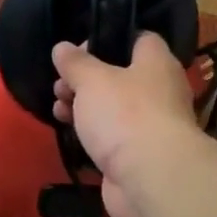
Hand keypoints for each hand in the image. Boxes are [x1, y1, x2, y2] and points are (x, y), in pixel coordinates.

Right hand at [51, 33, 199, 216]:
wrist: (150, 178)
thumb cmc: (124, 115)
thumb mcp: (92, 80)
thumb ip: (75, 63)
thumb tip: (62, 47)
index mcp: (156, 63)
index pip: (140, 39)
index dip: (109, 39)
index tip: (79, 48)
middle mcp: (159, 91)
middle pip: (120, 75)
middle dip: (86, 79)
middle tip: (60, 84)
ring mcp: (150, 126)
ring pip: (113, 108)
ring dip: (84, 107)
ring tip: (57, 109)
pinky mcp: (138, 155)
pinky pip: (112, 136)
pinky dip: (92, 134)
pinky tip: (70, 132)